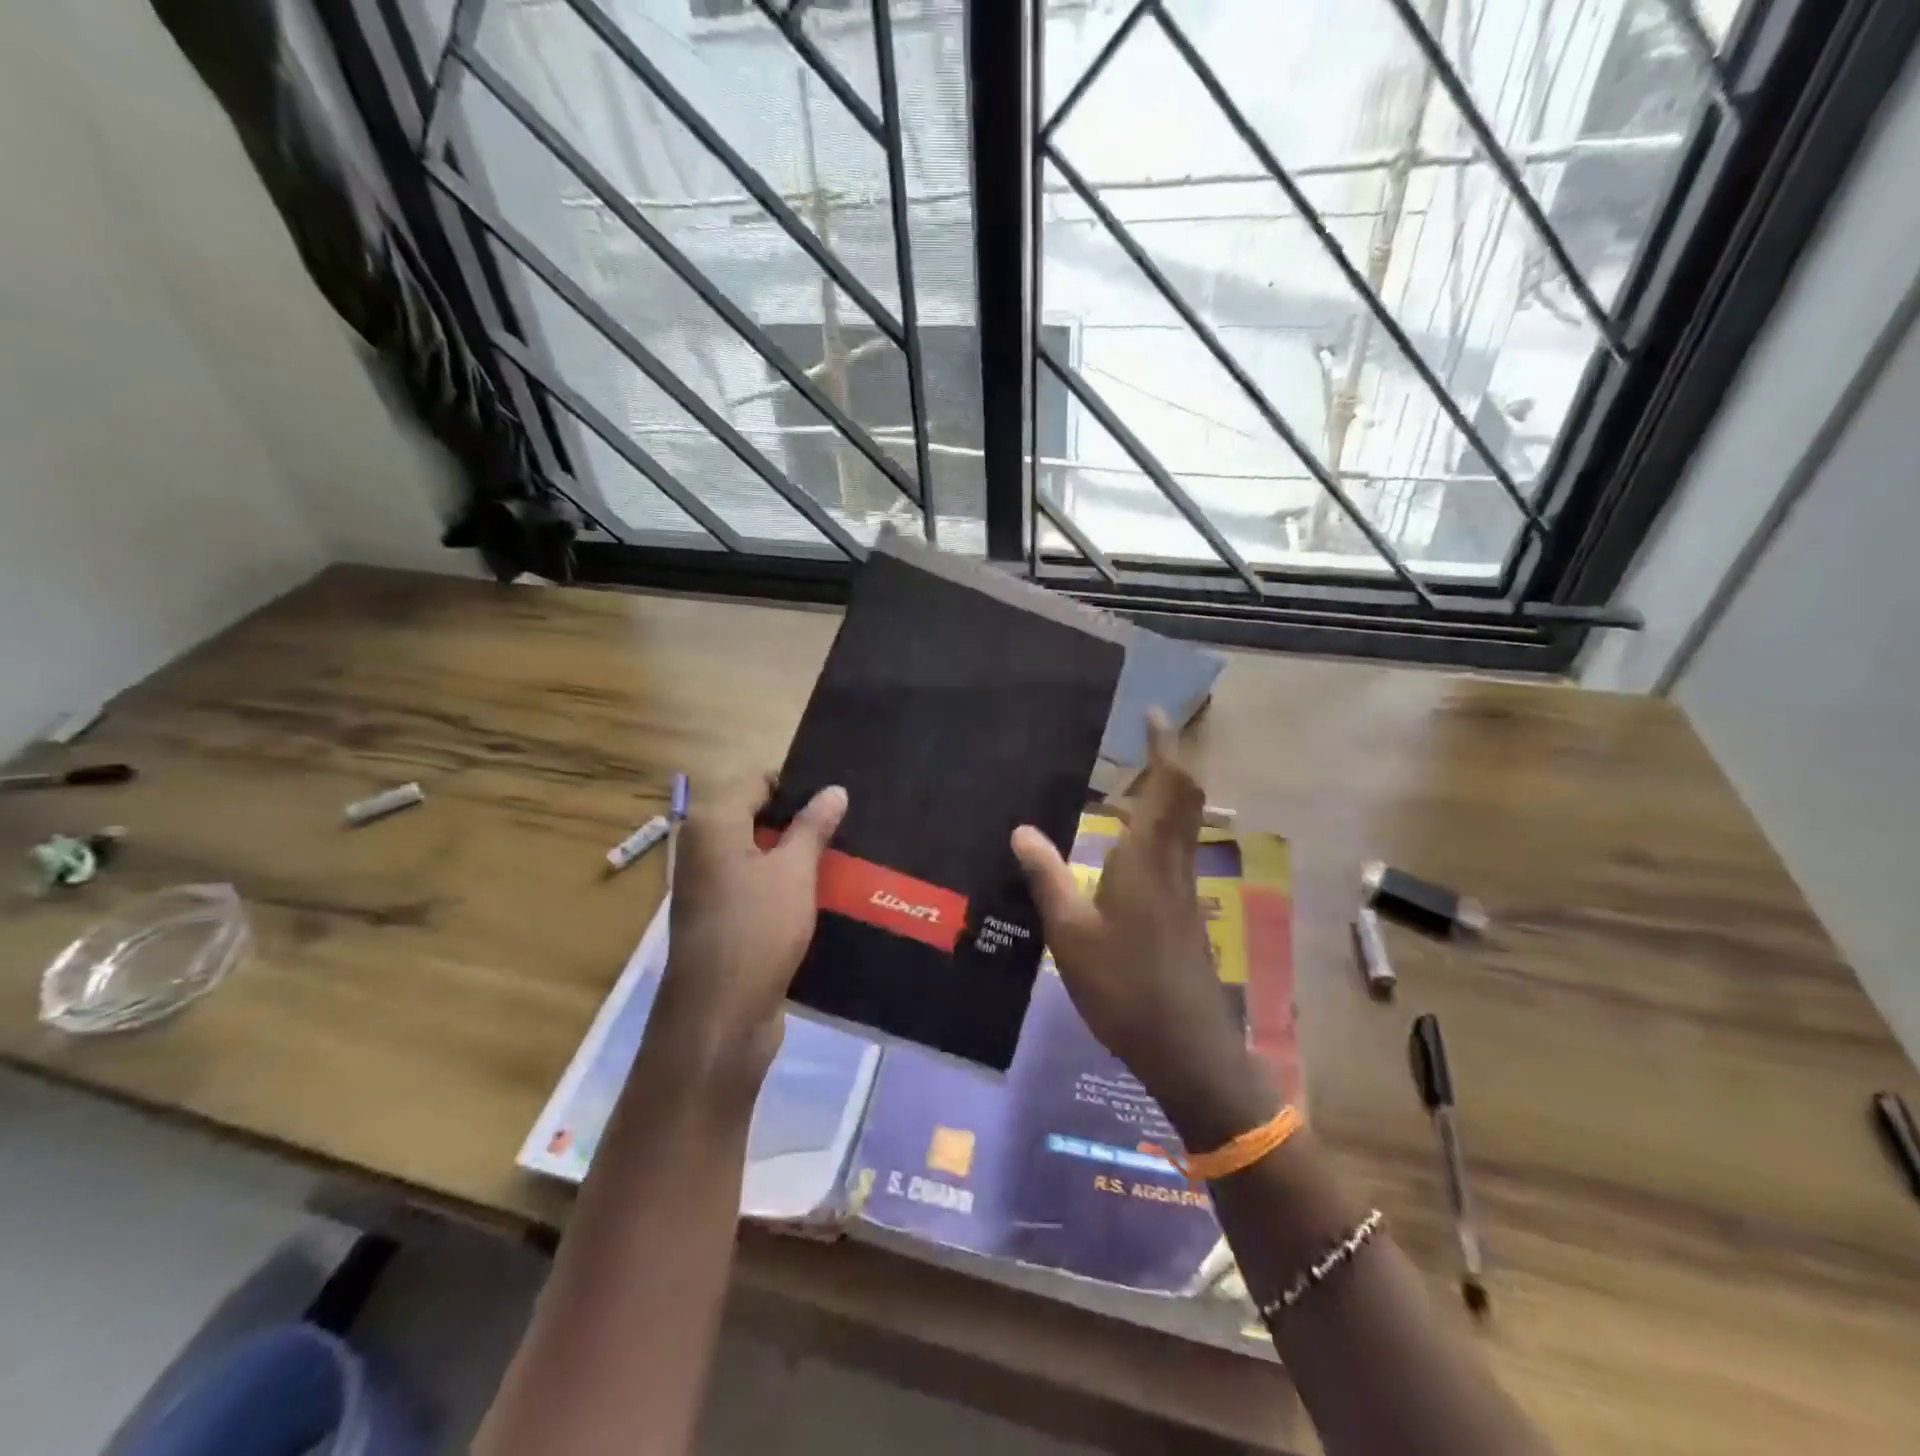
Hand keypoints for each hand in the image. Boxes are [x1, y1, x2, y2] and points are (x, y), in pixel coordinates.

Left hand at [648, 775, 847, 1100]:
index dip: (797, 785)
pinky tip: (824, 892)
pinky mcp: (722, 920)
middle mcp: (703, 850)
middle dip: (801, 821)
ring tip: (847, 854)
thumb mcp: (793, 871)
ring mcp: (709, 888)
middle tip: (851, 822)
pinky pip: (757, 887)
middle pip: (757, 818)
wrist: (720, 1018)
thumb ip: (813, 826)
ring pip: (760, 856)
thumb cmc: (756, 929)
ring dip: (797, 856)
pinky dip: (785, 885)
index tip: (838, 794)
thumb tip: (834, 789)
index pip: (757, 782)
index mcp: (713, 825)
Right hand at [1011, 718, 1275, 1148]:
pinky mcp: (1184, 912)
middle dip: (1166, 764)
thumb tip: (1021, 828)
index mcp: (1148, 859)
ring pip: (1181, 825)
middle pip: (1184, 798)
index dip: (1164, 746)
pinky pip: (1174, 851)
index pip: (1168, 786)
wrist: (1186, 1048)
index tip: (1152, 714)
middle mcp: (1173, 863)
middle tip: (1133, 747)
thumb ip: (1046, 877)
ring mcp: (1184, 889)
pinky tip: (1121, 851)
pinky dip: (1155, 831)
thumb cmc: (1124, 987)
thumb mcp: (1070, 933)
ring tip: (1118, 793)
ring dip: (1160, 798)